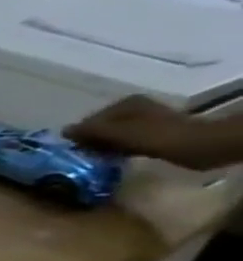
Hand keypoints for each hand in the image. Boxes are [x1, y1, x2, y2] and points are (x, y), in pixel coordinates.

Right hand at [65, 96, 213, 167]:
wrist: (199, 146)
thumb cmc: (153, 136)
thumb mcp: (115, 131)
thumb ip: (88, 130)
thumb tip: (62, 131)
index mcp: (126, 103)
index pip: (92, 118)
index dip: (81, 133)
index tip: (73, 148)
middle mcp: (136, 108)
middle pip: (104, 126)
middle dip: (93, 139)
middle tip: (83, 154)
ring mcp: (148, 121)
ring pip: (115, 135)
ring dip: (105, 146)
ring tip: (97, 158)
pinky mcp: (157, 134)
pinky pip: (128, 141)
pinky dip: (119, 149)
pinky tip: (115, 158)